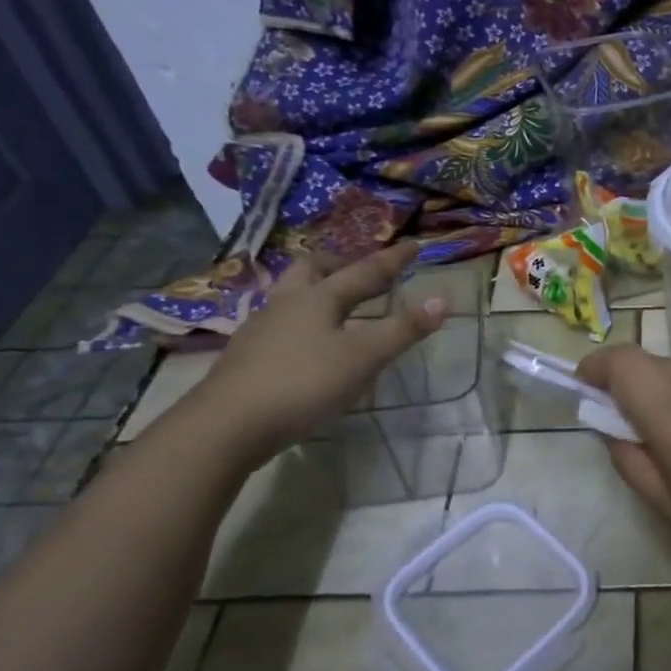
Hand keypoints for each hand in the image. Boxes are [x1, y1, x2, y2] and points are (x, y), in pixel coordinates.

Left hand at [187, 244, 443, 460]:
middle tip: (361, 271)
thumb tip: (442, 300)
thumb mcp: (364, 358)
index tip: (414, 244)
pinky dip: (301, 319)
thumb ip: (403, 329)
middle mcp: (287, 303)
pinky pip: (279, 321)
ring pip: (291, 293)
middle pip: (313, 269)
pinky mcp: (247, 355)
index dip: (393, 259)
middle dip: (341, 265)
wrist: (227, 425)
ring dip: (316, 289)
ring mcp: (261, 328)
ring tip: (334, 302)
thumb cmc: (304, 384)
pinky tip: (306, 341)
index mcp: (319, 297)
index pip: (365, 271)